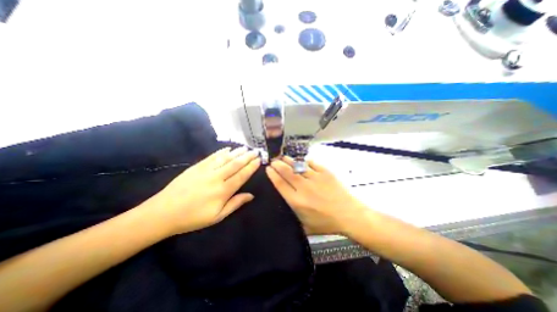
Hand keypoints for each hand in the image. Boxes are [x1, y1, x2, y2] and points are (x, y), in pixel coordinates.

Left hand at [147, 148, 260, 234]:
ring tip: (246, 148)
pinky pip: (212, 157)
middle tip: (256, 151)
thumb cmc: (193, 218)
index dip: (251, 167)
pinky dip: (221, 152)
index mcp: (223, 191)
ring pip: (225, 158)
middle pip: (235, 164)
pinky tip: (228, 148)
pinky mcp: (196, 167)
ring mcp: (206, 170)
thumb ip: (235, 204)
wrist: (163, 213)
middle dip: (247, 157)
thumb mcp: (217, 216)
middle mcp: (216, 177)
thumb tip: (251, 195)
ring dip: (237, 152)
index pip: (242, 175)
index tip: (259, 160)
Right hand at [265, 157, 366, 234]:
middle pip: (286, 172)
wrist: (349, 215)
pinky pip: (312, 163)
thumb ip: (294, 215)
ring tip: (283, 157)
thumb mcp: (306, 226)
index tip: (268, 168)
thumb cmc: (327, 223)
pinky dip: (305, 161)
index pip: (280, 184)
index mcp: (297, 201)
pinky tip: (301, 161)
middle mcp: (304, 188)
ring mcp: (315, 178)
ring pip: (297, 166)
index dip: (272, 174)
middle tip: (273, 160)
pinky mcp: (325, 173)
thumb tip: (286, 203)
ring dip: (288, 160)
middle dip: (277, 164)